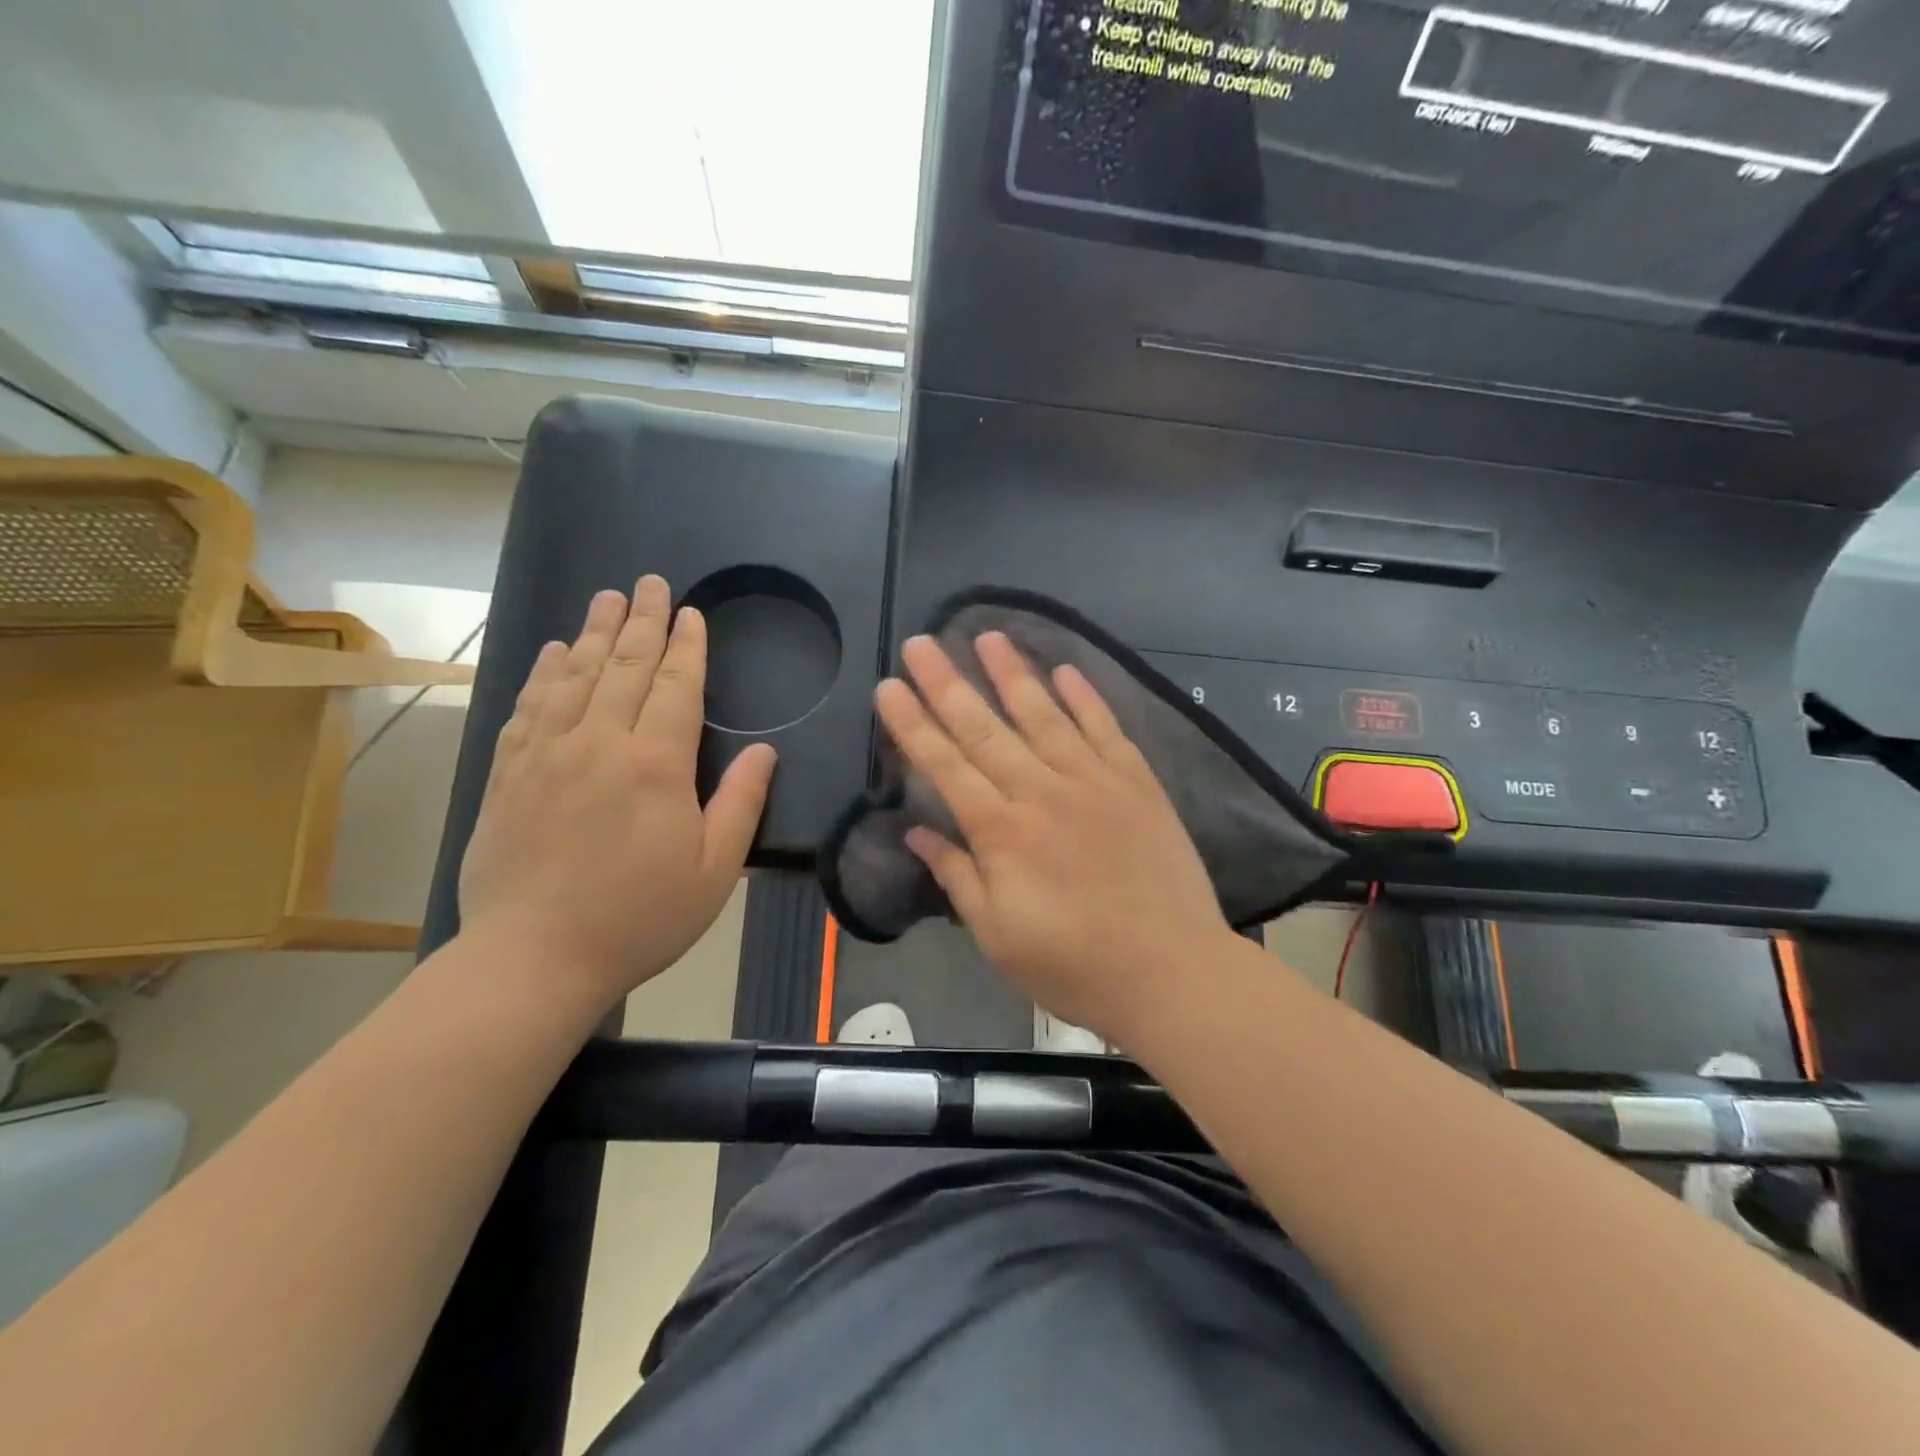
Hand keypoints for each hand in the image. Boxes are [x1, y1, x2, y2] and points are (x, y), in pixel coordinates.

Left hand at [459, 577, 776, 1013]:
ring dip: (594, 632)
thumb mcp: (714, 870)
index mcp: (656, 765)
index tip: (691, 613)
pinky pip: (528, 707)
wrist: (535, 959)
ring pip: (574, 676)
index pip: (675, 686)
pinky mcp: (509, 774)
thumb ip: (741, 803)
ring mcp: (547, 755)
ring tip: (607, 597)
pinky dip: (544, 673)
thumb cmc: (640, 917)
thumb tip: (766, 752)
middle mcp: (599, 744)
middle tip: (650, 583)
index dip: (686, 646)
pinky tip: (554, 651)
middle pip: (624, 667)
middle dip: (642, 621)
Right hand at [874, 632, 1232, 1043]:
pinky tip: (1065, 669)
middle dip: (948, 683)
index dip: (913, 725)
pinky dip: (1085, 697)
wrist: (1171, 973)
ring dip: (1012, 673)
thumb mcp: (997, 936)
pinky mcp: (1137, 783)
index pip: (946, 766)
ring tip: (986, 634)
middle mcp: (1042, 792)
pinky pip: (1106, 729)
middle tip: (921, 642)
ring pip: (1044, 715)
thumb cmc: (1074, 965)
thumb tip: (917, 834)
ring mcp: (1094, 781)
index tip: (889, 687)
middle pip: (985, 729)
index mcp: (1002, 832)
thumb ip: (957, 877)